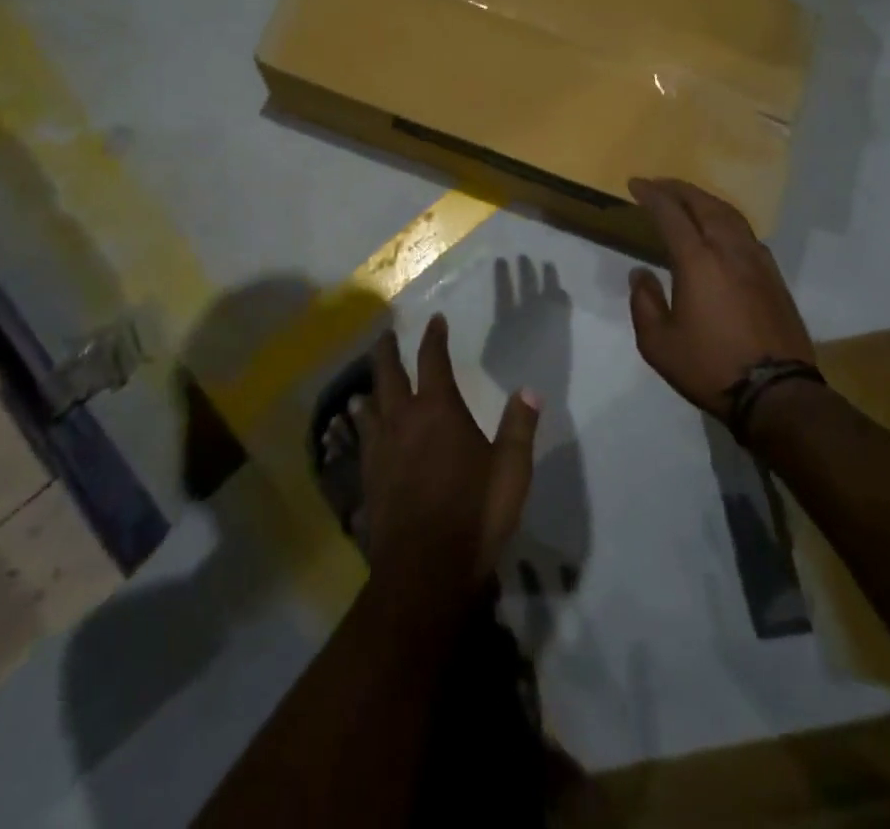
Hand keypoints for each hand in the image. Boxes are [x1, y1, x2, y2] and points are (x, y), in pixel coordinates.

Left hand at [363, 317, 540, 598]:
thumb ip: (519, 427)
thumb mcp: (511, 471)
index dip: (434, 337)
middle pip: (388, 374)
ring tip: (366, 383)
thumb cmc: (475, 513)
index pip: (433, 360)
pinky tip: (359, 430)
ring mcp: (381, 449)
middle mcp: (404, 419)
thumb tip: (529, 390)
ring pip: (369, 406)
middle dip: (387, 351)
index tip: (435, 320)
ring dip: (369, 388)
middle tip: (385, 335)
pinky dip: (360, 425)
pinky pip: (361, 439)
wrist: (425, 569)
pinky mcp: (368, 477)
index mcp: (439, 410)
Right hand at [626, 178, 815, 419]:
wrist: (776, 392)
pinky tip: (720, 230)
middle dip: (679, 189)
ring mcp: (757, 261)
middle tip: (659, 184)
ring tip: (688, 199)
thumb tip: (641, 273)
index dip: (651, 195)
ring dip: (705, 200)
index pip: (670, 214)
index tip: (635, 184)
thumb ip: (644, 302)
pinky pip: (746, 233)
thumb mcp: (658, 343)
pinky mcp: (774, 276)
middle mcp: (729, 250)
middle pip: (704, 204)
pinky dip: (726, 219)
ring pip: (730, 215)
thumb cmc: (709, 367)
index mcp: (697, 261)